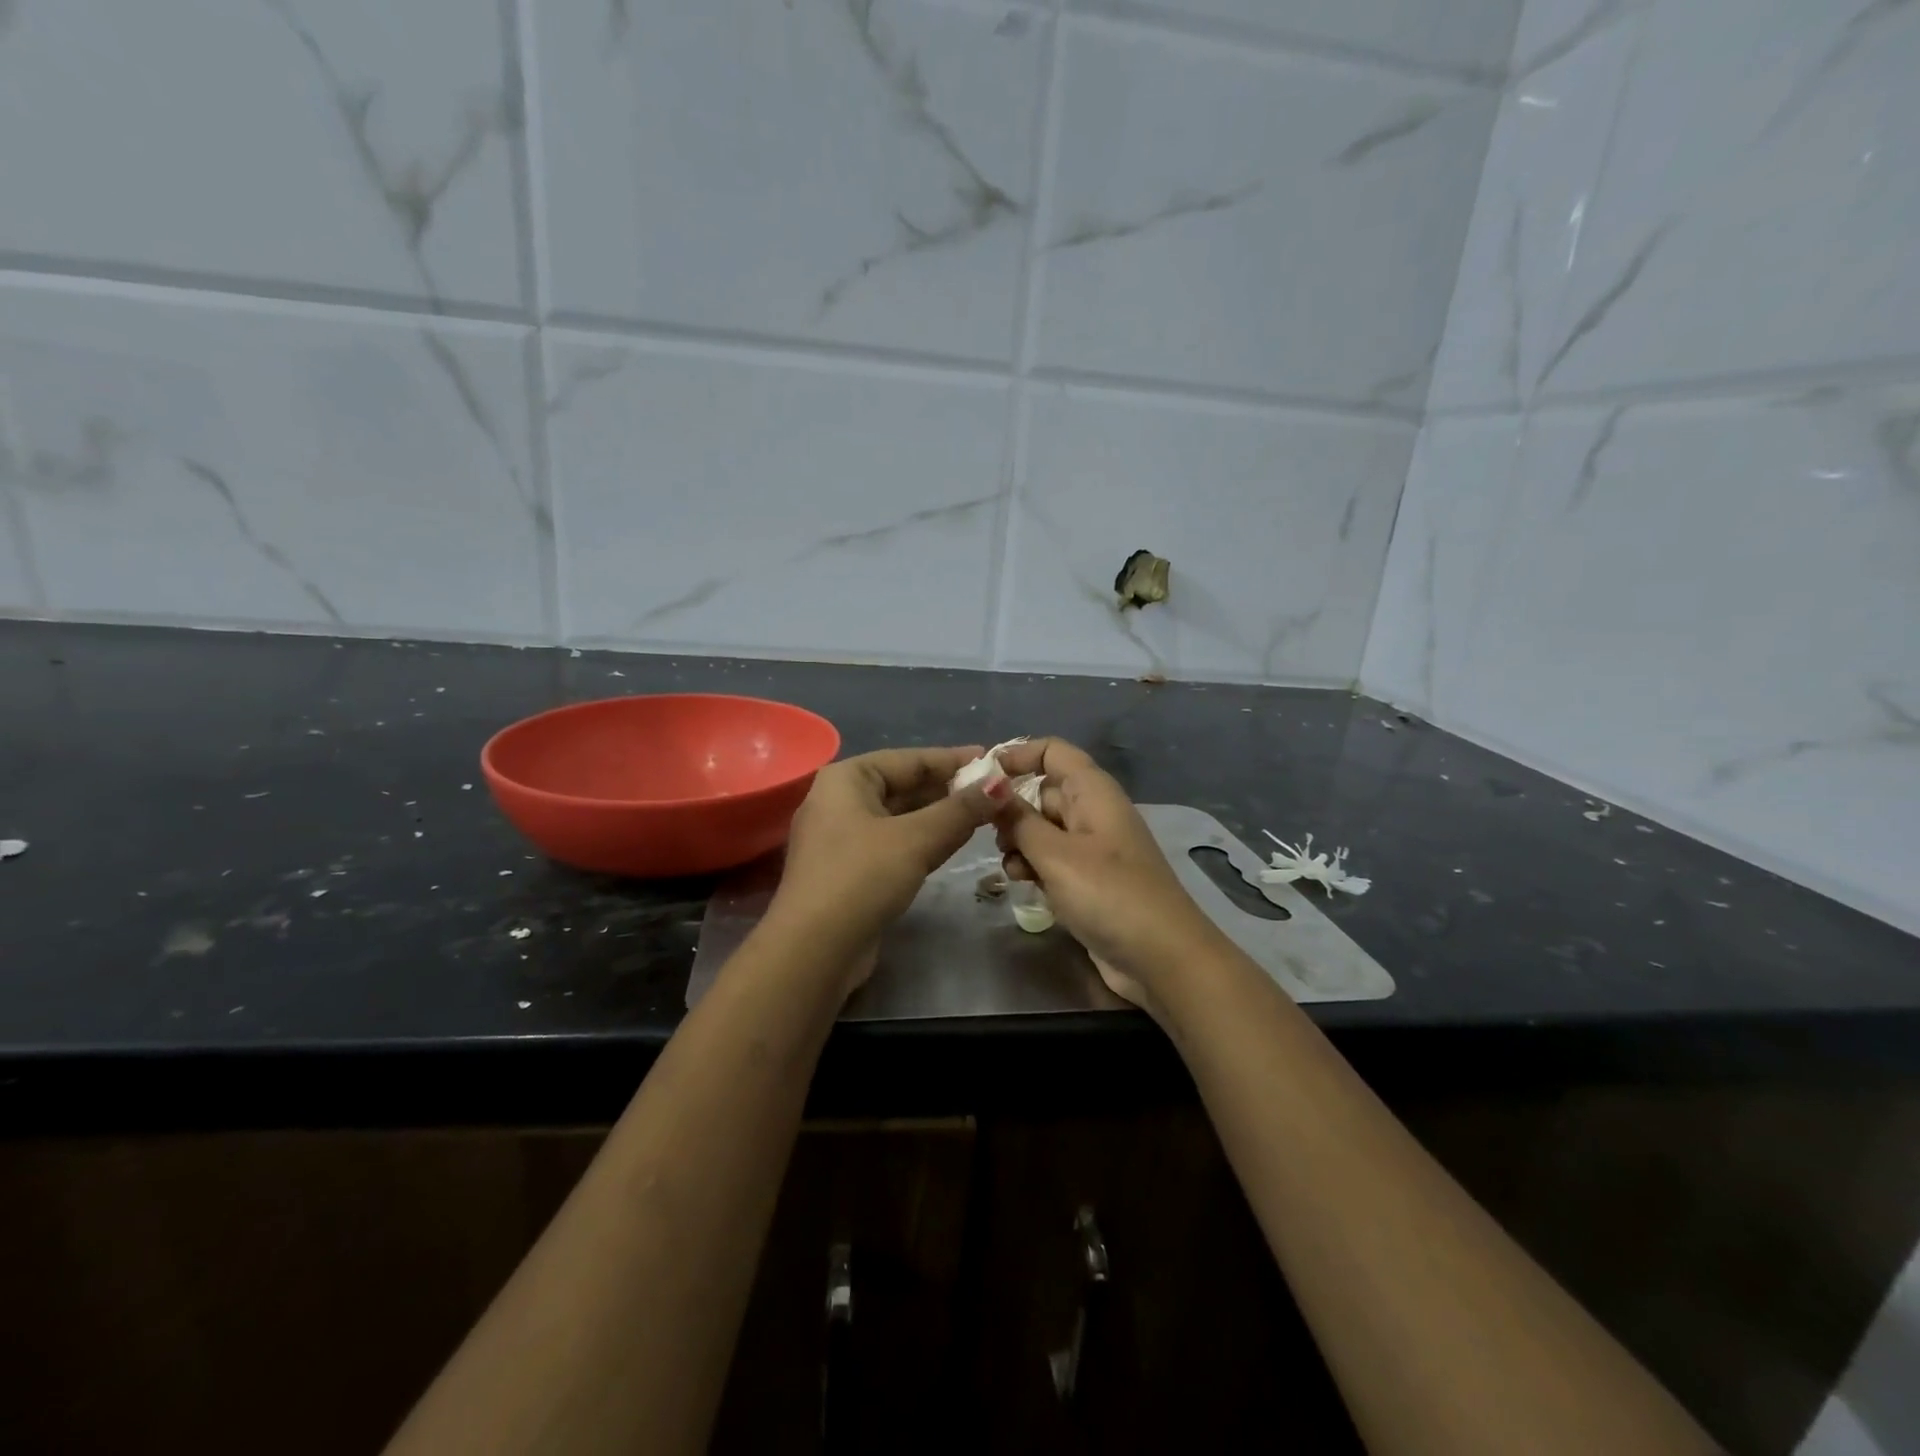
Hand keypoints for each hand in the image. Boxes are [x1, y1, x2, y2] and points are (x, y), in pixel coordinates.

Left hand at [768, 746, 996, 987]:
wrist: (814, 950)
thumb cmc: (862, 878)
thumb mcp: (916, 839)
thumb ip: (960, 810)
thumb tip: (1001, 784)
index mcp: (847, 778)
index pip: (910, 759)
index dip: (954, 759)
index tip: (993, 759)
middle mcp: (841, 800)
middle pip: (905, 786)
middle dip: (950, 789)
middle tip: (996, 791)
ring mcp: (844, 837)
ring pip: (902, 817)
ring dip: (941, 816)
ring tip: (986, 813)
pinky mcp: (852, 870)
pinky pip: (896, 843)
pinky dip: (925, 840)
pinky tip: (957, 841)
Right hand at [991, 737, 1222, 1011]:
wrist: (1162, 959)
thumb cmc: (1109, 895)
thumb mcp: (1056, 854)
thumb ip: (1019, 820)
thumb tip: (991, 788)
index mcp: (1093, 792)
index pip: (1053, 752)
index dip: (1017, 755)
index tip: (982, 778)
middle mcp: (1093, 812)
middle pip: (1043, 791)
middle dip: (1012, 808)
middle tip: (987, 834)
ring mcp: (1092, 848)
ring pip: (1043, 829)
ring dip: (1020, 843)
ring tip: (1010, 867)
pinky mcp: (1089, 881)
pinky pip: (1052, 860)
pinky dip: (1034, 866)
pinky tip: (1022, 884)